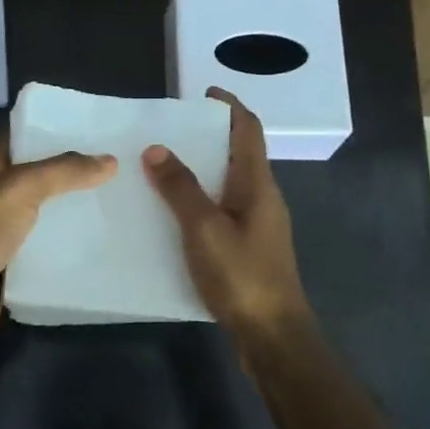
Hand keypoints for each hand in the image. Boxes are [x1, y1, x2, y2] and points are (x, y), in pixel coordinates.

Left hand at [0, 136, 116, 347]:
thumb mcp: (20, 188)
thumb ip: (64, 172)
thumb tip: (110, 160)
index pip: (23, 140)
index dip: (54, 131)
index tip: (95, 130)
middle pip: (39, 180)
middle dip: (73, 175)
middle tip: (119, 168)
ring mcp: (1, 236)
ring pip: (45, 218)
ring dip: (74, 214)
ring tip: (119, 204)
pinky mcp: (12, 269)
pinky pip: (46, 254)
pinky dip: (68, 250)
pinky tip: (102, 244)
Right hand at [142, 87, 314, 351]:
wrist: (273, 335)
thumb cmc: (242, 276)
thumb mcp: (204, 228)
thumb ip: (180, 188)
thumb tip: (157, 149)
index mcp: (257, 184)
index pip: (248, 129)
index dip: (230, 106)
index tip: (205, 92)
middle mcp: (262, 197)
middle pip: (239, 153)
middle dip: (209, 136)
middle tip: (170, 130)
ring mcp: (258, 224)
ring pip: (229, 182)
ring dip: (202, 168)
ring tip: (163, 166)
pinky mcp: (249, 247)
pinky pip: (222, 208)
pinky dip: (200, 198)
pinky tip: (173, 212)